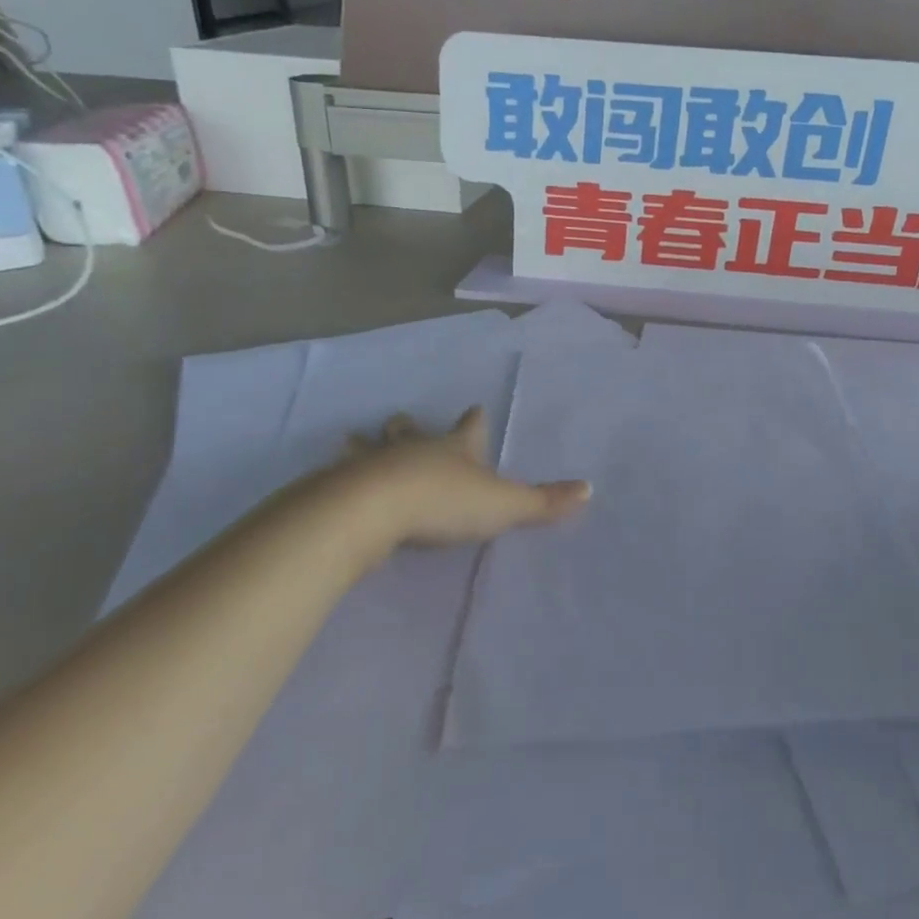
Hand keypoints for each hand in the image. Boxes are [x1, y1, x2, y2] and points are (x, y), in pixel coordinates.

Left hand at [270, 407, 590, 574]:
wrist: (373, 511)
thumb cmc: (445, 501)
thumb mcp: (504, 505)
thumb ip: (544, 502)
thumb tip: (590, 488)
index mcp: (455, 448)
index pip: (470, 427)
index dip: (475, 419)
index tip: (475, 408)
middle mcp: (415, 448)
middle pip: (411, 430)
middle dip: (409, 426)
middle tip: (399, 419)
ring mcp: (375, 464)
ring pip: (372, 448)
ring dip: (366, 445)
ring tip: (352, 439)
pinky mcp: (342, 487)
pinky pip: (340, 477)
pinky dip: (337, 476)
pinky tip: (328, 482)